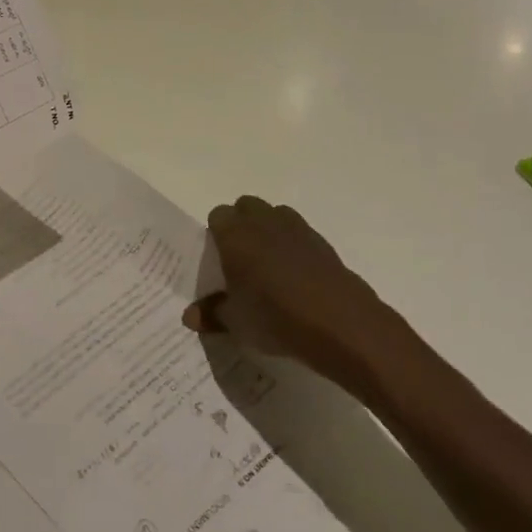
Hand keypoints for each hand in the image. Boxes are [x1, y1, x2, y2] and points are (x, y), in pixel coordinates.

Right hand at [184, 196, 410, 391]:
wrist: (341, 325)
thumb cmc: (276, 317)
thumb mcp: (236, 323)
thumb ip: (211, 314)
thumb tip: (190, 316)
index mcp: (236, 234)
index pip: (217, 216)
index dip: (215, 234)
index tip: (217, 259)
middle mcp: (264, 222)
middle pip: (246, 207)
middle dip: (241, 225)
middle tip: (239, 259)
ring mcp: (298, 229)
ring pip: (275, 215)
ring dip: (269, 231)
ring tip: (268, 265)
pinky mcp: (323, 243)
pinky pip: (300, 234)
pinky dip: (294, 247)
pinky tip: (296, 278)